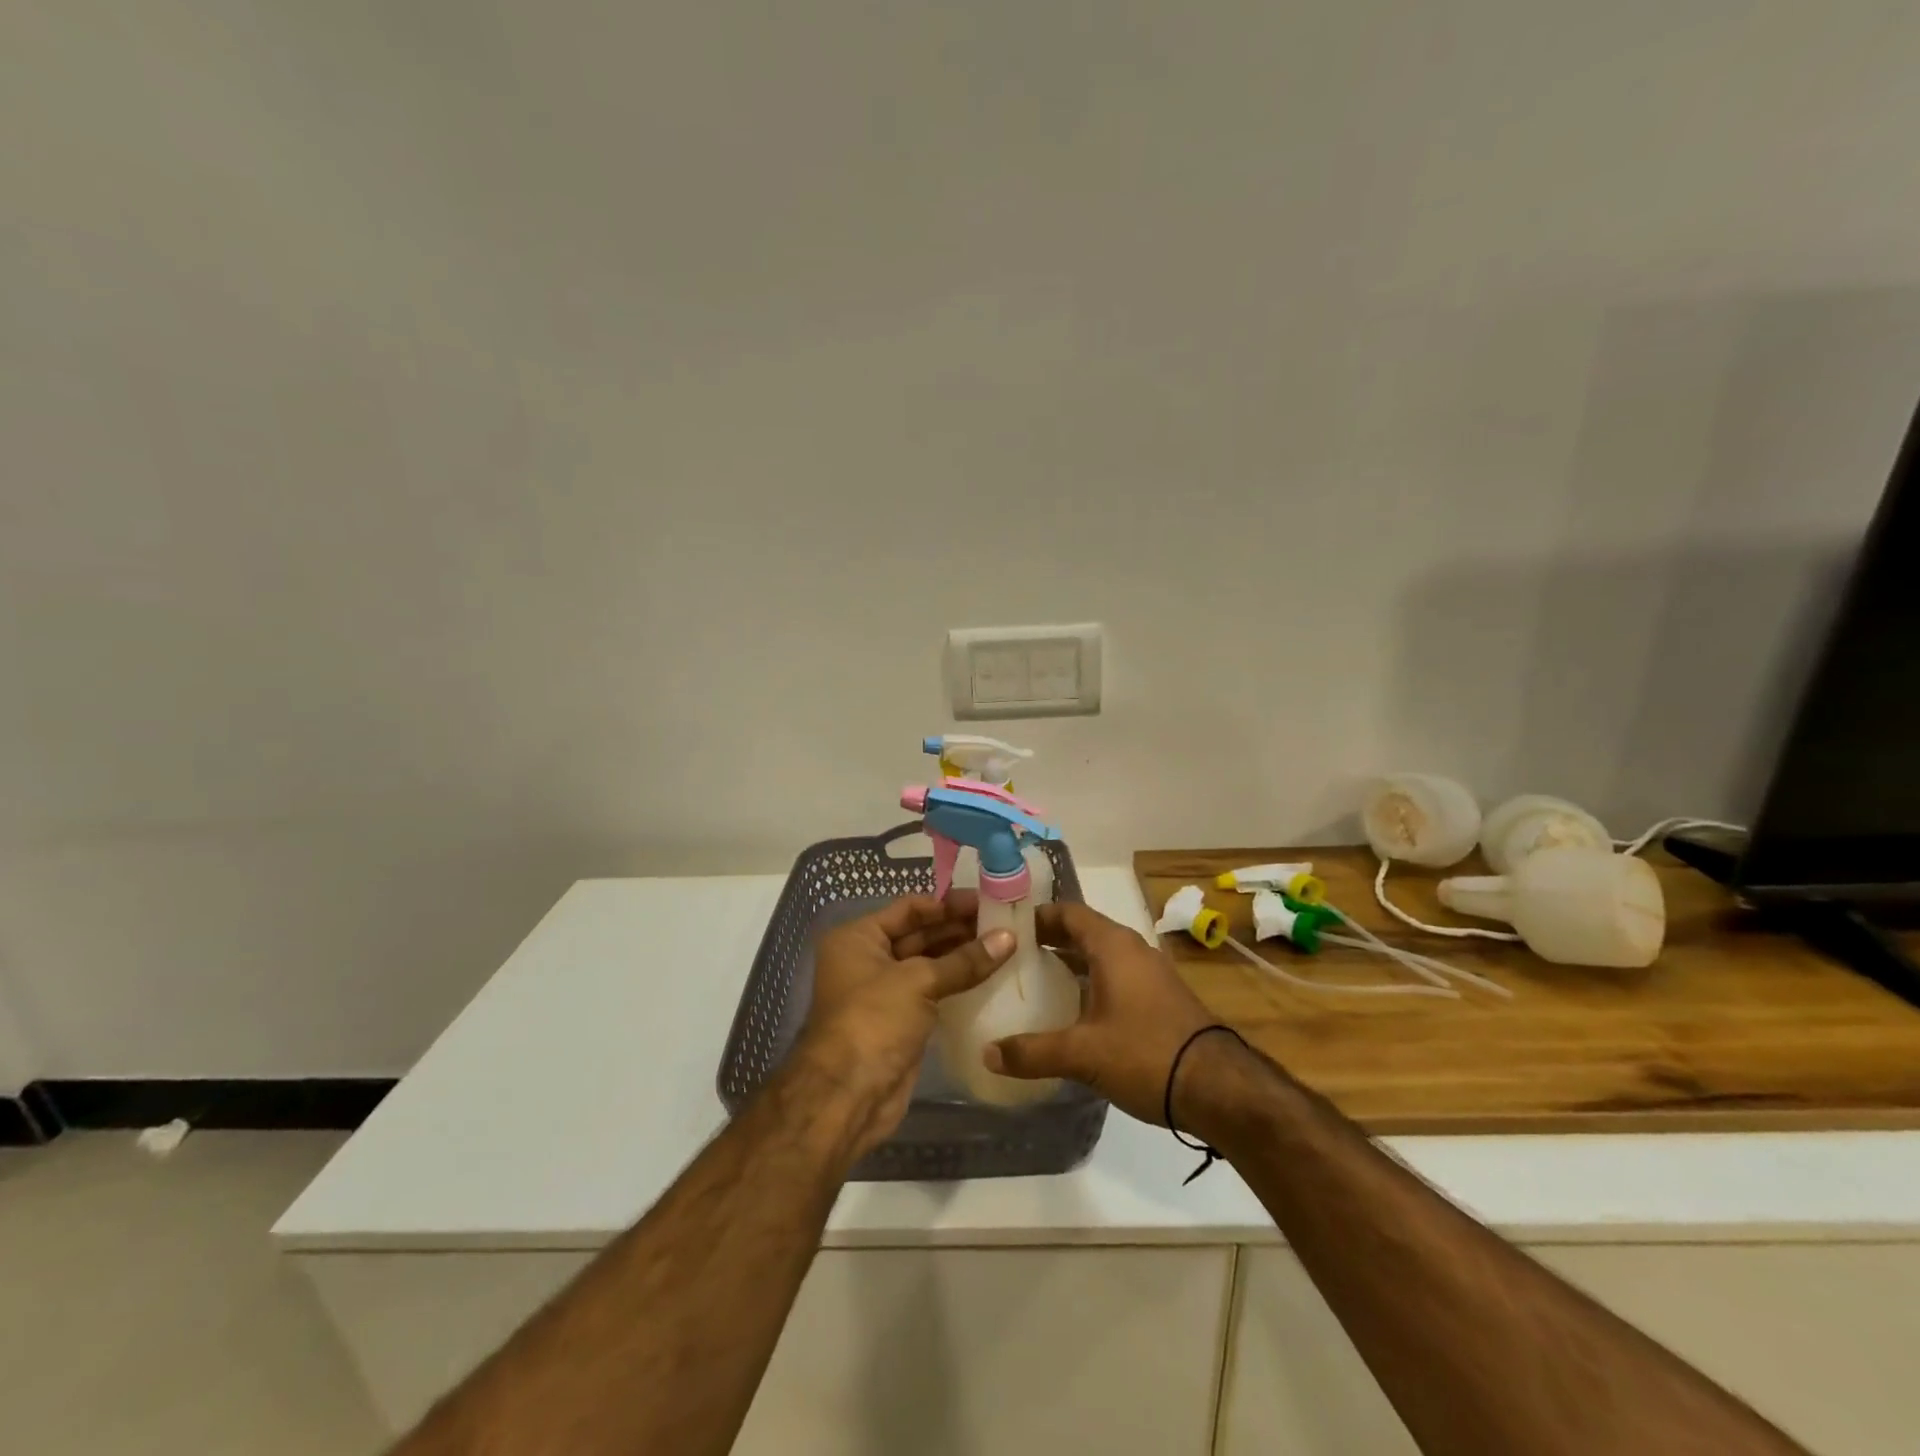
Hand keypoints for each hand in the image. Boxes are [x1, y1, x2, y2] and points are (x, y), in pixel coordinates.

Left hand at [790, 892, 1014, 1160]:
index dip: (947, 904)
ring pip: (929, 965)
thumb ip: (964, 960)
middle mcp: (868, 959)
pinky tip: (991, 976)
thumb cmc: (874, 1020)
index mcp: (859, 938)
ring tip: (1005, 946)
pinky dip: (958, 984)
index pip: (909, 908)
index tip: (986, 901)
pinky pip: (934, 993)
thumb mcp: (918, 981)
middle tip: (1004, 923)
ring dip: (962, 956)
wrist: (849, 1095)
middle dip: (958, 929)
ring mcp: (884, 992)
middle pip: (920, 934)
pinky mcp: (902, 1021)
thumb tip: (1009, 937)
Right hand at [982, 901, 1217, 1127]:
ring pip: (1101, 956)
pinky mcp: (1161, 998)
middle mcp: (1132, 950)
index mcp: (1112, 946)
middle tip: (1012, 958)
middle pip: (1083, 932)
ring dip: (1070, 964)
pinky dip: (1091, 983)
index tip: (1006, 928)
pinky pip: (1116, 977)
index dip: (1037, 916)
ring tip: (1034, 984)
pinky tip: (1073, 1012)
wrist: (1220, 1087)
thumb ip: (1032, 1052)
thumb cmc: (1146, 1053)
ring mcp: (1150, 974)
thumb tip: (987, 1054)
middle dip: (1049, 941)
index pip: (1068, 912)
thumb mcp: (1082, 1054)